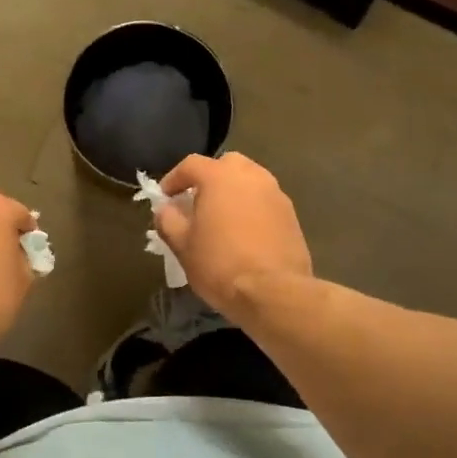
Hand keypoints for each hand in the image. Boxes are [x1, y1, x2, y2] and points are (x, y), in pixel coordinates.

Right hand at [155, 153, 312, 318]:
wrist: (273, 292)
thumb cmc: (220, 264)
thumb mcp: (182, 245)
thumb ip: (168, 220)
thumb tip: (165, 209)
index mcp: (220, 177)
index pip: (191, 164)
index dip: (174, 179)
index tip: (165, 198)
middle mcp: (251, 176)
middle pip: (226, 165)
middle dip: (209, 178)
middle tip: (196, 202)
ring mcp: (276, 194)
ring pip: (249, 181)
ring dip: (233, 193)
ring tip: (221, 218)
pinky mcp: (291, 215)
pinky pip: (265, 201)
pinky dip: (251, 208)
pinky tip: (243, 233)